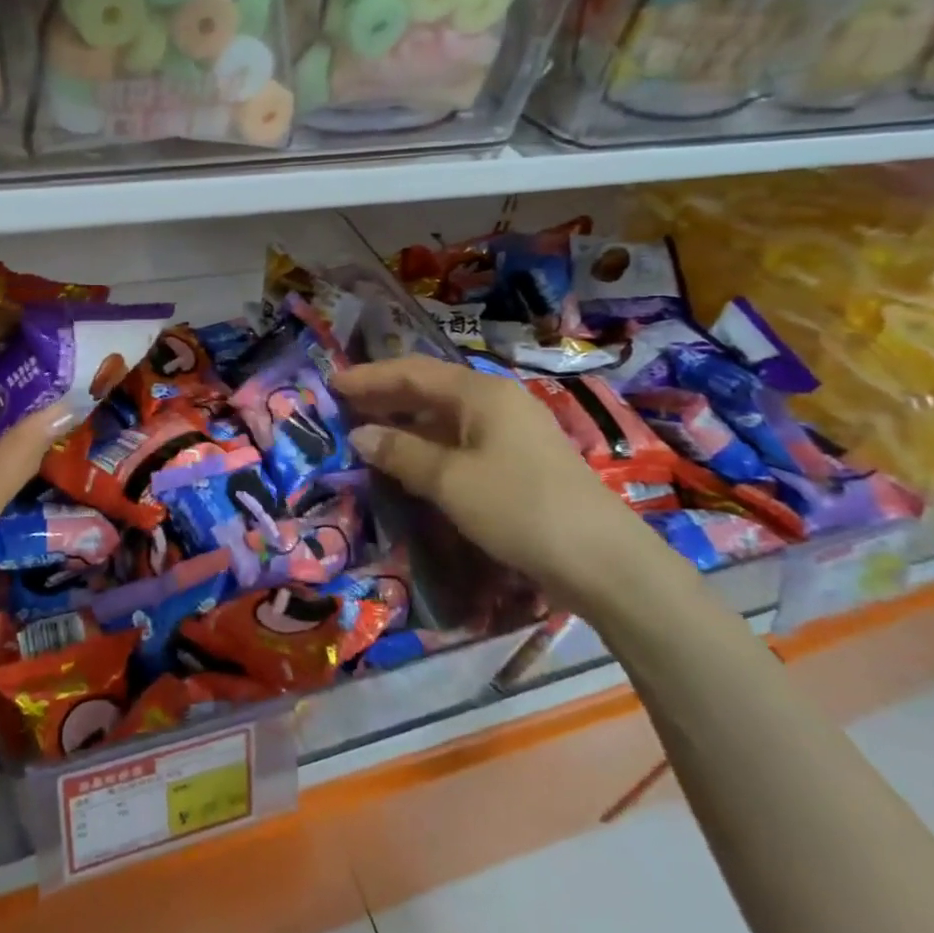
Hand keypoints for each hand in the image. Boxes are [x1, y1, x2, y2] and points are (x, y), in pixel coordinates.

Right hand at [333, 357, 673, 619]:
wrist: (601, 560)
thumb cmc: (518, 508)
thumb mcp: (450, 481)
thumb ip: (401, 453)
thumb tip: (360, 434)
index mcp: (480, 393)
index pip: (412, 372)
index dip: (370, 377)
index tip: (332, 382)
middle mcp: (496, 401)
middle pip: (430, 388)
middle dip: (385, 396)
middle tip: (343, 406)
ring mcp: (512, 430)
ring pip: (446, 415)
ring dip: (406, 422)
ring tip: (368, 431)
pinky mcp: (519, 459)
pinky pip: (461, 439)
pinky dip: (429, 444)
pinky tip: (411, 460)